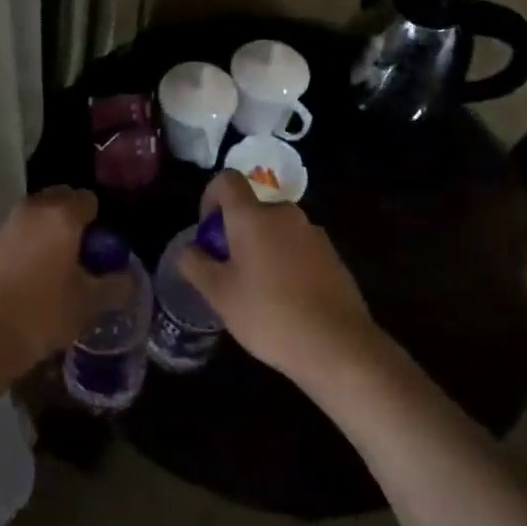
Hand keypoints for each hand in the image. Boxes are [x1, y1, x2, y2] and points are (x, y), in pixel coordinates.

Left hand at [0, 186, 115, 380]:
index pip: (88, 200)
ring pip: (35, 218)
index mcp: (62, 216)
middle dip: (72, 220)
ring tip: (55, 270)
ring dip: (47, 233)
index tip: (100, 250)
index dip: (98, 222)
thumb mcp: (88, 305)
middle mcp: (33, 210)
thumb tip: (125, 277)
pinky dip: (25, 248)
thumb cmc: (41, 314)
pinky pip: (15, 236)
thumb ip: (114, 287)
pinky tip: (28, 281)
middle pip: (59, 200)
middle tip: (80, 256)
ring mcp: (5, 226)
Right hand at [180, 170, 378, 383]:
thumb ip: (195, 264)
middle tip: (228, 270)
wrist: (338, 345)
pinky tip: (286, 300)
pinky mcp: (332, 255)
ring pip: (276, 229)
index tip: (208, 232)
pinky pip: (298, 247)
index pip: (227, 180)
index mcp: (253, 215)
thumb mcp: (219, 294)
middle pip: (252, 208)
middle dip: (236, 231)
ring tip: (257, 290)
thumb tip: (189, 248)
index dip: (210, 197)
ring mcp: (313, 233)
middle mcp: (285, 214)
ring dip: (261, 247)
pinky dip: (285, 262)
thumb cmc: (269, 314)